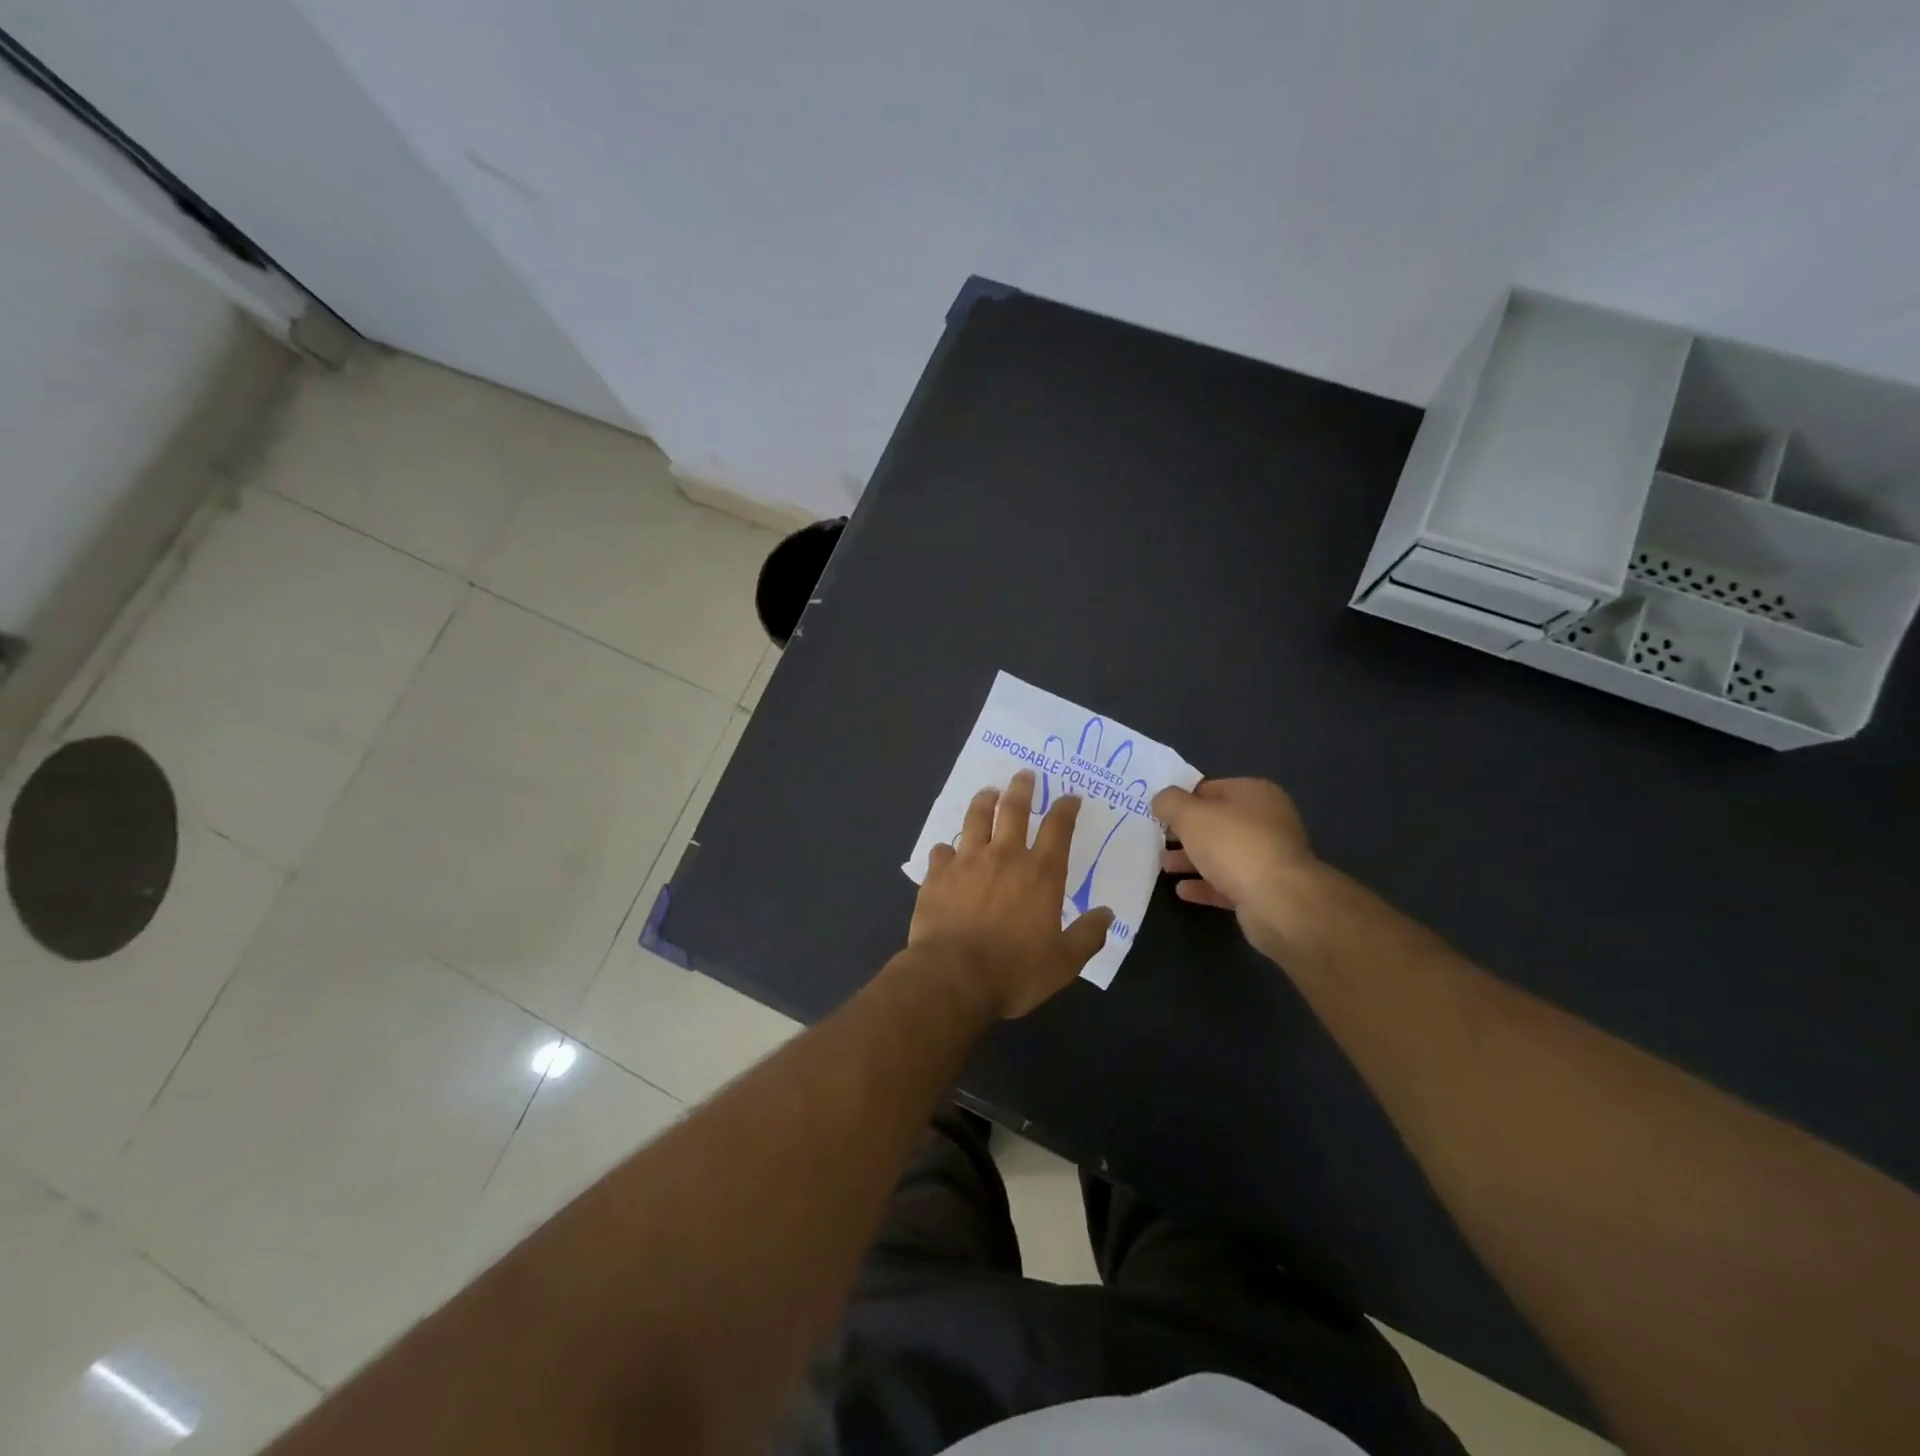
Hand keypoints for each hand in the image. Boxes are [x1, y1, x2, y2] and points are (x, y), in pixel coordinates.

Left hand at [910, 770, 1114, 1018]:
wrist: (953, 978)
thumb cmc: (1014, 971)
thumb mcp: (1064, 962)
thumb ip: (1088, 935)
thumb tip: (1107, 914)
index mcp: (1041, 873)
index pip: (1058, 828)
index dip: (1065, 808)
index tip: (1069, 797)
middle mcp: (1004, 857)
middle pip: (1013, 810)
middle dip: (1022, 788)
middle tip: (1024, 774)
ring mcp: (967, 862)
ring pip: (975, 819)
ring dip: (984, 801)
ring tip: (988, 792)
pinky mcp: (937, 875)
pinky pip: (941, 851)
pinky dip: (946, 849)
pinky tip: (946, 851)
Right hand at [1152, 778, 1318, 958]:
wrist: (1279, 901)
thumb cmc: (1234, 845)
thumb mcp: (1191, 814)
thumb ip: (1170, 802)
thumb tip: (1162, 801)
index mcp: (1255, 794)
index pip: (1210, 788)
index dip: (1182, 799)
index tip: (1158, 813)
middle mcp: (1266, 821)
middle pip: (1216, 823)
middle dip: (1186, 832)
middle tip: (1159, 840)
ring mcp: (1268, 857)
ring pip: (1221, 854)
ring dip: (1192, 859)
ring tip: (1164, 866)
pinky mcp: (1265, 890)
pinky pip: (1228, 882)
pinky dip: (1205, 884)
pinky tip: (1183, 890)